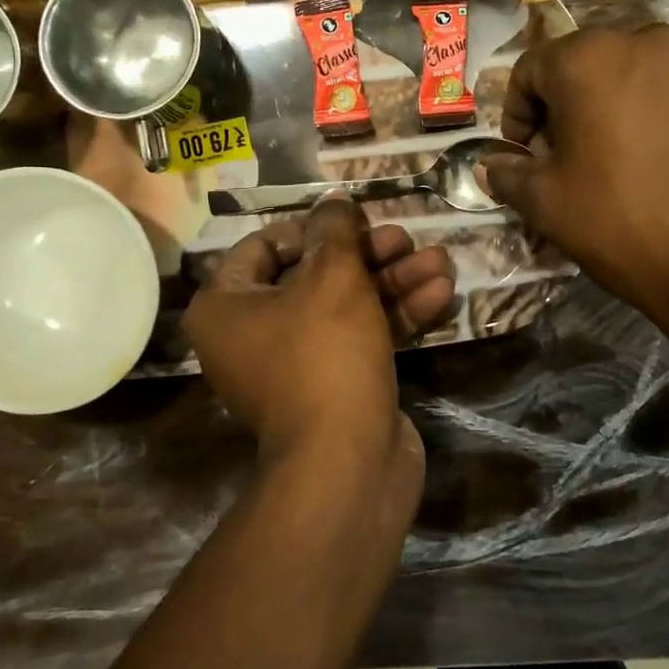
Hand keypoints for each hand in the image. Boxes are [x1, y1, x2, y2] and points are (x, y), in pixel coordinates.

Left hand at [185, 199, 453, 478]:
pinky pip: (361, 338)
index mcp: (225, 306)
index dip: (312, 228)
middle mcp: (252, 335)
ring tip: (441, 259)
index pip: (264, 246)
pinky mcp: (335, 386)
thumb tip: (334, 204)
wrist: (347, 463)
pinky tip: (442, 294)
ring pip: (346, 306)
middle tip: (406, 238)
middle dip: (368, 255)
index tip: (353, 221)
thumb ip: (335, 231)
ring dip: (394, 281)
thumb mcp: (333, 277)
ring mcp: (295, 365)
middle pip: (314, 275)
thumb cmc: (325, 353)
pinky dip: (396, 316)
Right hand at [482, 25, 668, 316]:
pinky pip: (658, 92)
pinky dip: (636, 116)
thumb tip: (489, 167)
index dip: (515, 115)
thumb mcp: (546, 202)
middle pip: (576, 67)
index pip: (529, 70)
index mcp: (589, 57)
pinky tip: (640, 164)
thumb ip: (508, 174)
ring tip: (598, 165)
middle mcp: (640, 41)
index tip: (521, 156)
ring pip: (619, 77)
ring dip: (597, 112)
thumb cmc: (622, 220)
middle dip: (557, 111)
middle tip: (555, 161)